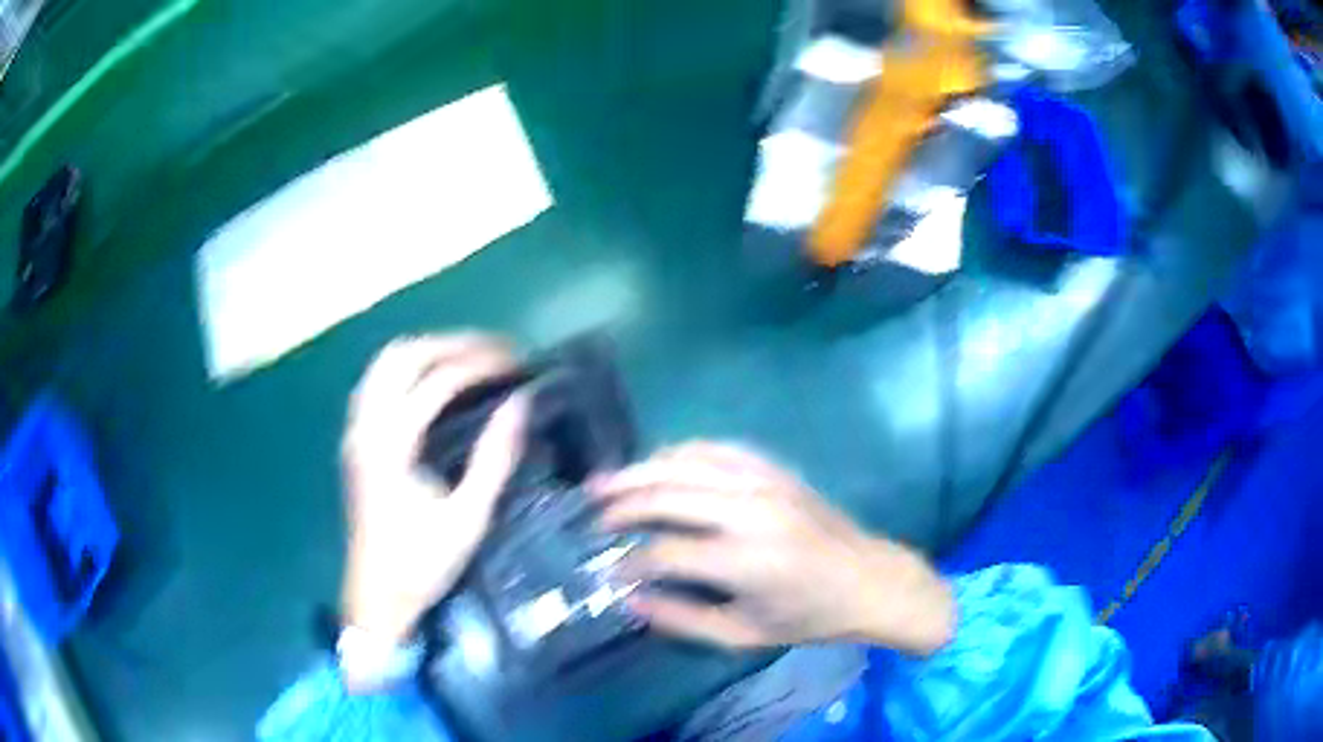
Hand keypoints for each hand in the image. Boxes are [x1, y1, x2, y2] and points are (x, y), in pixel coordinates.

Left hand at [340, 334, 529, 654]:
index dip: (480, 364)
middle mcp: (366, 426)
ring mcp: (355, 431)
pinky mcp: (355, 441)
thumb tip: (520, 405)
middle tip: (495, 351)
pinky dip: (408, 369)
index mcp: (391, 445)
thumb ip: (493, 458)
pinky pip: (377, 382)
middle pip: (403, 355)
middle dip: (452, 343)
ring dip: (427, 350)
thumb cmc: (422, 562)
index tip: (517, 363)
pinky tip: (432, 383)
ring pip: (384, 363)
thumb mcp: (467, 517)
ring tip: (469, 358)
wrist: (376, 596)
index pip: (436, 381)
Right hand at [592, 443, 954, 654]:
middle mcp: (749, 512)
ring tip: (607, 481)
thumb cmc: (808, 617)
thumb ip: (683, 619)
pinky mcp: (774, 470)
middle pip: (667, 496)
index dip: (629, 563)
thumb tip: (629, 598)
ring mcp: (764, 483)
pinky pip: (717, 448)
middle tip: (593, 516)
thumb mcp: (744, 635)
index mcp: (744, 562)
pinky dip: (681, 452)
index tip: (608, 571)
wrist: (868, 579)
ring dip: (641, 470)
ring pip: (686, 463)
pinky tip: (659, 461)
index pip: (664, 553)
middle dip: (622, 505)